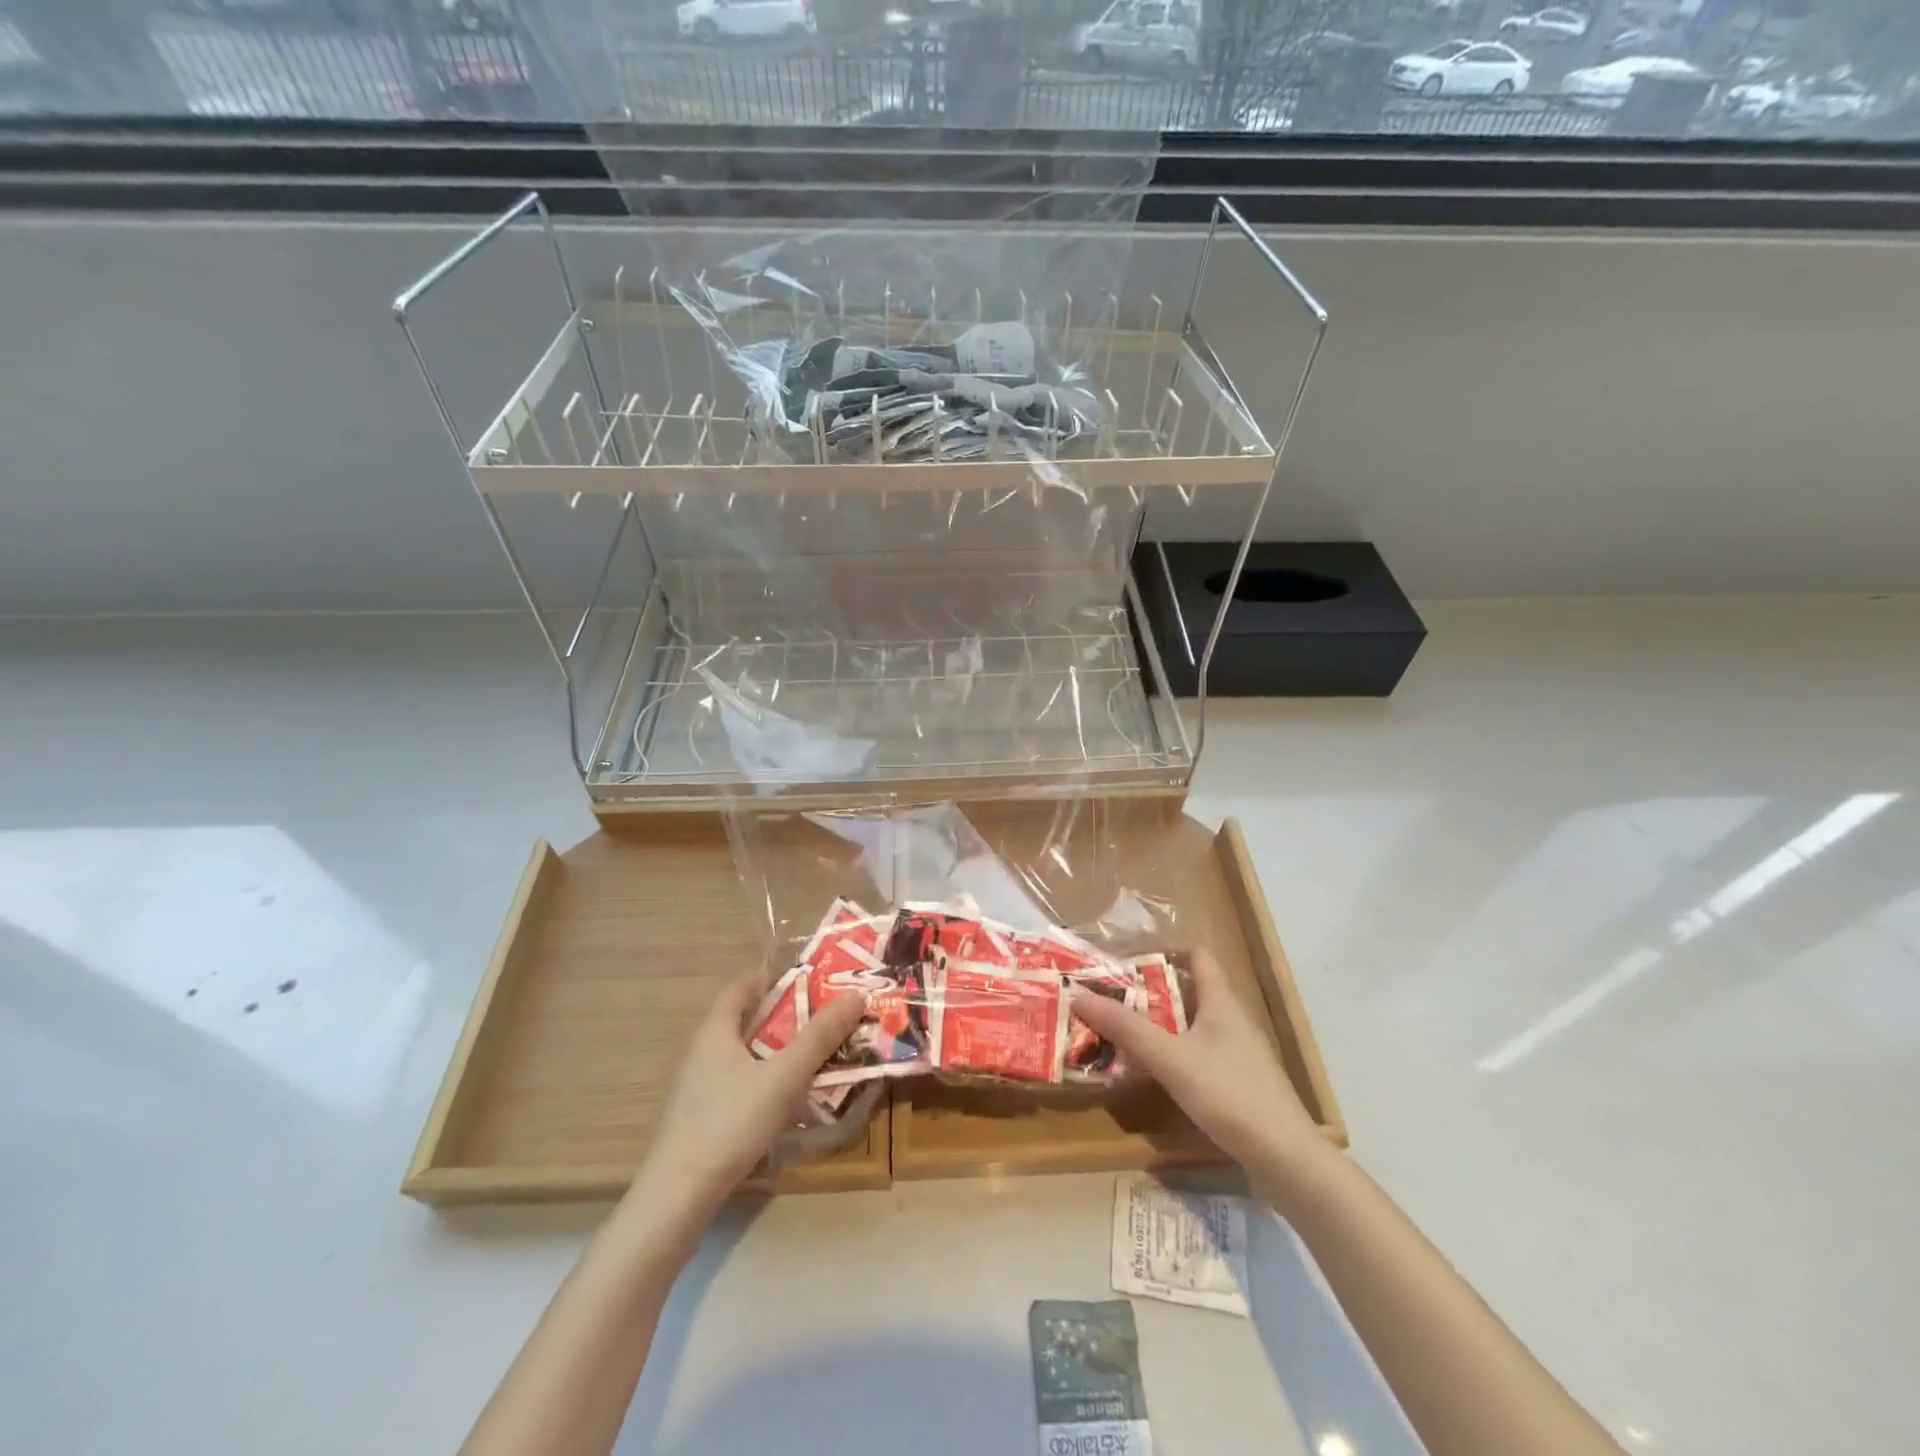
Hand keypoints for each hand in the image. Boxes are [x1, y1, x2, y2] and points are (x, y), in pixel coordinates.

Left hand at [623, 968, 866, 1238]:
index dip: (776, 972)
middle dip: (786, 1010)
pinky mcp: (701, 1115)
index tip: (813, 971)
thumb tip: (856, 994)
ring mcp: (698, 1085)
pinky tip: (788, 1094)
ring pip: (745, 1051)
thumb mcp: (784, 1076)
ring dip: (778, 1046)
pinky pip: (740, 1079)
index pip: (744, 983)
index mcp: (715, 1029)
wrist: (677, 1198)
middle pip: (746, 1016)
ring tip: (817, 1048)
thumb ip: (820, 1037)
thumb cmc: (730, 1122)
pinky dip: (766, 1075)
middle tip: (827, 1009)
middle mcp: (703, 1049)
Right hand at [1070, 948, 1327, 1179]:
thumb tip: (1078, 995)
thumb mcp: (1170, 1058)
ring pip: (1194, 1027)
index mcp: (1221, 1002)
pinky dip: (1176, 1055)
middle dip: (1152, 992)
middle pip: (1191, 992)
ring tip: (1123, 1033)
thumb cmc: (1229, 1094)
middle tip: (1112, 997)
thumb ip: (1125, 1028)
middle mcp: (1233, 1021)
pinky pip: (1201, 1056)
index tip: (1128, 958)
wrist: (1287, 1160)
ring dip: (1162, 1026)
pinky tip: (1155, 1074)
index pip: (1198, 957)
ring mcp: (1240, 1055)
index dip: (1166, 950)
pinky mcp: (1241, 1086)